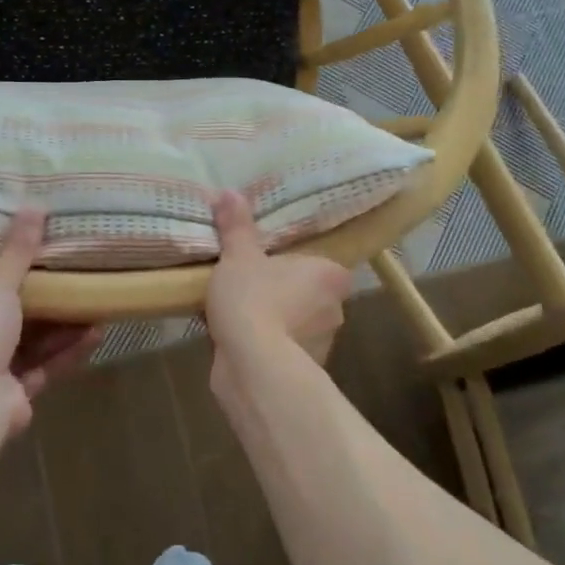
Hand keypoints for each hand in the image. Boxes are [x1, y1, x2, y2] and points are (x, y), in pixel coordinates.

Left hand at [0, 209, 100, 432]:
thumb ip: (17, 252)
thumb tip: (33, 206)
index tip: (20, 258)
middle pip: (3, 319)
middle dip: (39, 302)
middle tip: (65, 277)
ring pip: (28, 344)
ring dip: (60, 327)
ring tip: (91, 302)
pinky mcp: (13, 396)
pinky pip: (44, 367)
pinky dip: (67, 351)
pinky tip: (96, 333)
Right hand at [204, 189, 350, 366]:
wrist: (253, 366)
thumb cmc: (254, 299)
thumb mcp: (238, 256)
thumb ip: (236, 226)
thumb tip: (229, 192)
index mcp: (331, 276)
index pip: (324, 266)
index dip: (299, 265)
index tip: (273, 264)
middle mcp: (335, 310)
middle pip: (310, 295)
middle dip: (285, 293)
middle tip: (251, 284)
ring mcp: (322, 345)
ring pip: (297, 325)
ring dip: (276, 322)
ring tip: (239, 314)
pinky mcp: (302, 372)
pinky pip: (283, 351)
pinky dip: (266, 347)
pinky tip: (238, 342)